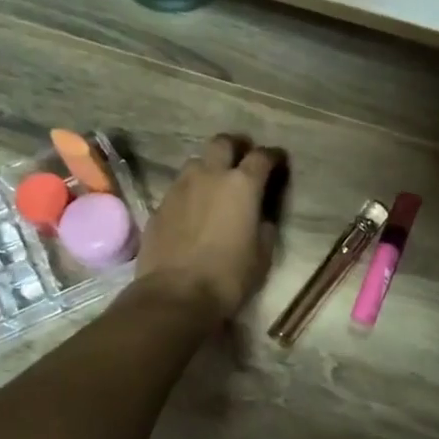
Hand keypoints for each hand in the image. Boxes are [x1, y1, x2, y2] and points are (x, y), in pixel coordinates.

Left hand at [135, 135, 281, 321]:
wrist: (175, 295)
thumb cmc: (228, 276)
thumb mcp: (263, 253)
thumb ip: (265, 225)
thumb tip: (261, 215)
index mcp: (242, 185)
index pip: (262, 156)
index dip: (273, 157)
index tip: (279, 163)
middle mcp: (210, 175)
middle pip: (223, 142)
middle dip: (236, 147)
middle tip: (243, 161)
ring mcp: (180, 187)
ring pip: (197, 162)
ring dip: (209, 167)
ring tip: (215, 186)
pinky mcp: (159, 205)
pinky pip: (179, 187)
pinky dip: (191, 191)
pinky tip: (194, 211)